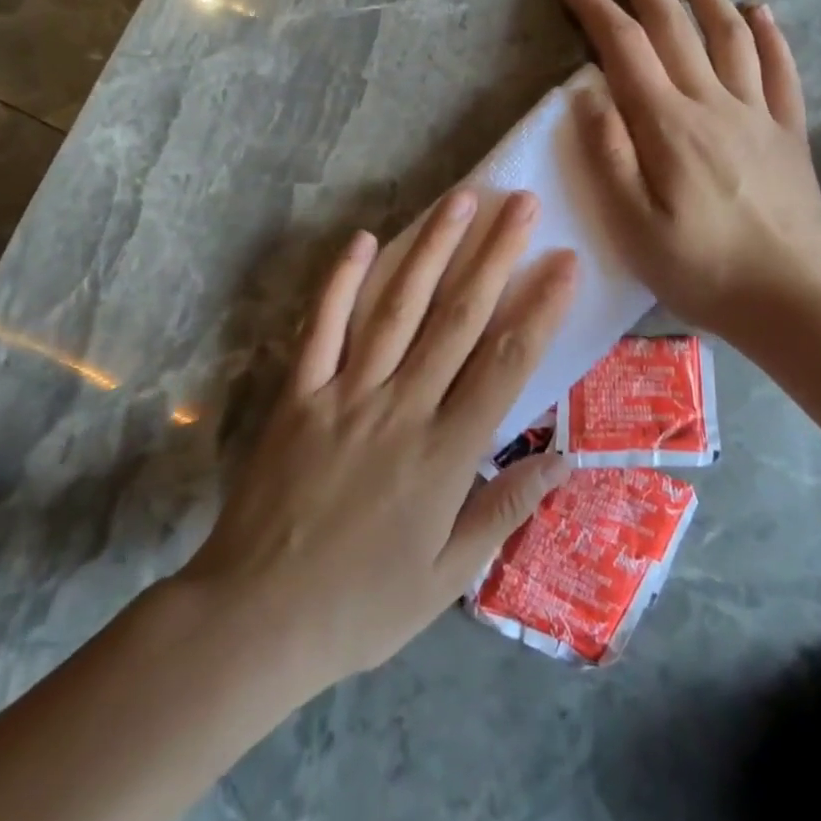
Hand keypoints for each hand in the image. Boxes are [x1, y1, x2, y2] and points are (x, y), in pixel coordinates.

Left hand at [181, 189, 575, 696]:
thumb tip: (564, 460)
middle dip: (496, 254)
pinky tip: (364, 239)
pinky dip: (342, 281)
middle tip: (521, 204)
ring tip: (461, 200)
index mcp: (447, 451)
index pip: (507, 363)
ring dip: (433, 249)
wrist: (256, 620)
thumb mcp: (449, 575)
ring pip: (399, 306)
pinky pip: (323, 326)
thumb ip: (506, 509)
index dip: (540, 308)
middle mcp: (404, 406)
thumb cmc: (362, 604)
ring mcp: (347, 392)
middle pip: (459, 317)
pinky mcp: (300, 392)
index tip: (564, 262)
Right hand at [558, 0, 820, 345]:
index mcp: (669, 125)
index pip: (625, 48)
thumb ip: (609, 155)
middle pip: (674, 25)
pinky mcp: (789, 131)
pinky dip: (768, 33)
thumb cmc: (703, 269)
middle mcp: (714, 103)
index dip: (595, 10)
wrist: (794, 299)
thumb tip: (586, 92)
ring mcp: (758, 113)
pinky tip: (759, 10)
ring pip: (729, 33)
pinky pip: (780, 68)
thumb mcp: (634, 226)